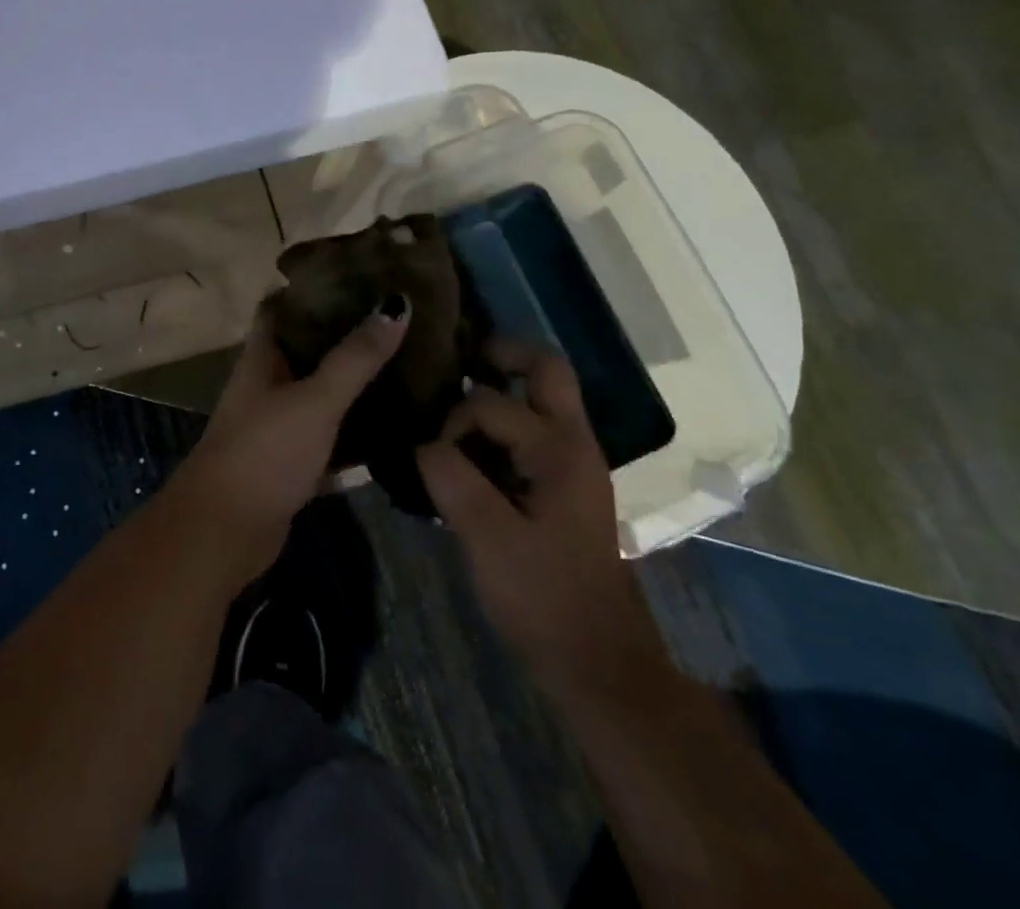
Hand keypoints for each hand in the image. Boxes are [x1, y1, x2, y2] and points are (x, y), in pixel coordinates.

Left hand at [177, 299, 409, 581]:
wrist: (225, 532)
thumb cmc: (264, 452)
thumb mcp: (314, 399)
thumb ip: (355, 357)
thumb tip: (396, 304)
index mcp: (262, 359)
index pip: (281, 308)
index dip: (312, 287)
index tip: (358, 273)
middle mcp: (267, 386)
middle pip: (307, 349)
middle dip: (345, 333)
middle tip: (397, 317)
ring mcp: (278, 426)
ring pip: (320, 393)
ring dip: (354, 381)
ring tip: (406, 361)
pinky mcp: (292, 463)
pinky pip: (330, 436)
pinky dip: (356, 429)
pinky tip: (395, 423)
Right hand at [416, 341, 673, 709]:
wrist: (599, 666)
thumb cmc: (545, 599)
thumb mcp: (487, 537)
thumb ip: (449, 477)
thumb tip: (421, 443)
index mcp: (559, 449)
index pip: (490, 404)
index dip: (452, 422)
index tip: (428, 456)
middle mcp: (572, 443)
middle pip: (545, 370)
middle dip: (501, 353)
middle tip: (456, 359)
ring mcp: (571, 465)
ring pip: (540, 398)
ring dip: (501, 389)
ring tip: (451, 403)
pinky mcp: (561, 487)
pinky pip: (531, 432)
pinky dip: (501, 425)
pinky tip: (465, 450)